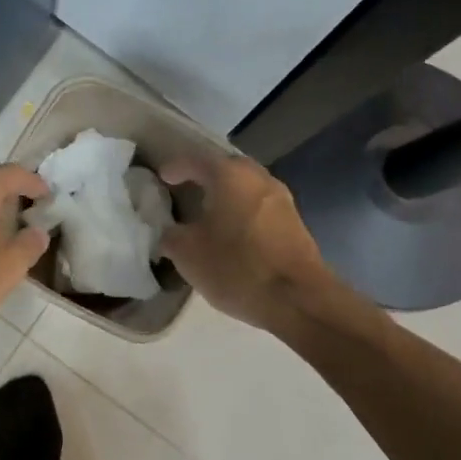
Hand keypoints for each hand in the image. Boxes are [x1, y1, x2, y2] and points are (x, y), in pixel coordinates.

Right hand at [159, 154, 337, 329]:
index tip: (162, 177)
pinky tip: (232, 229)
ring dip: (227, 194)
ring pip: (246, 186)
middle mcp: (258, 177)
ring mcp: (281, 198)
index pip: (195, 160)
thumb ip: (170, 234)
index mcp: (229, 175)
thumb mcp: (187, 253)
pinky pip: (259, 205)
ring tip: (208, 210)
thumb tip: (168, 230)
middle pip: (226, 168)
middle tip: (186, 187)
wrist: (298, 299)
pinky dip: (242, 210)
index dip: (175, 167)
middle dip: (205, 175)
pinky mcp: (294, 221)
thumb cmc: (236, 267)